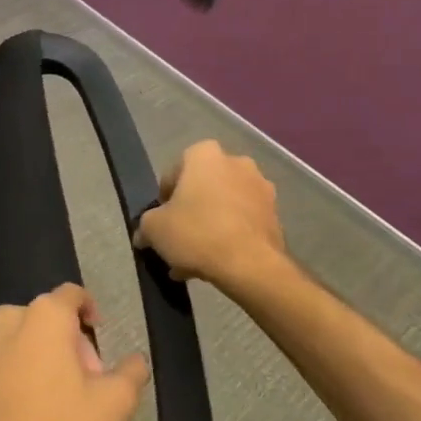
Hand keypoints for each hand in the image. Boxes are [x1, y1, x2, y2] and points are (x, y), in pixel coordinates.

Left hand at [0, 284, 150, 420]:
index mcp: (44, 315)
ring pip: (26, 337)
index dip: (91, 312)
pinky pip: (6, 356)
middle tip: (88, 382)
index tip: (102, 339)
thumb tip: (136, 359)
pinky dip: (22, 369)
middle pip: (50, 317)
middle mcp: (10, 317)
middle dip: (72, 342)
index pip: (73, 295)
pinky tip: (31, 407)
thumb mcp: (113, 405)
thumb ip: (131, 373)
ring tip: (60, 398)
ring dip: (46, 355)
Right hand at [135, 140, 286, 287]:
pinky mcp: (276, 216)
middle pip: (203, 188)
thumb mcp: (154, 228)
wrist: (250, 266)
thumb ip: (145, 225)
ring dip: (210, 226)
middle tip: (179, 238)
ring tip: (195, 259)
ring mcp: (261, 189)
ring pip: (224, 207)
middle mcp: (237, 163)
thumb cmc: (196, 232)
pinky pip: (243, 223)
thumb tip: (144, 234)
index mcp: (205, 155)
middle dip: (191, 211)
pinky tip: (215, 263)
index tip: (162, 218)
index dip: (165, 196)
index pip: (176, 170)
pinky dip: (230, 237)